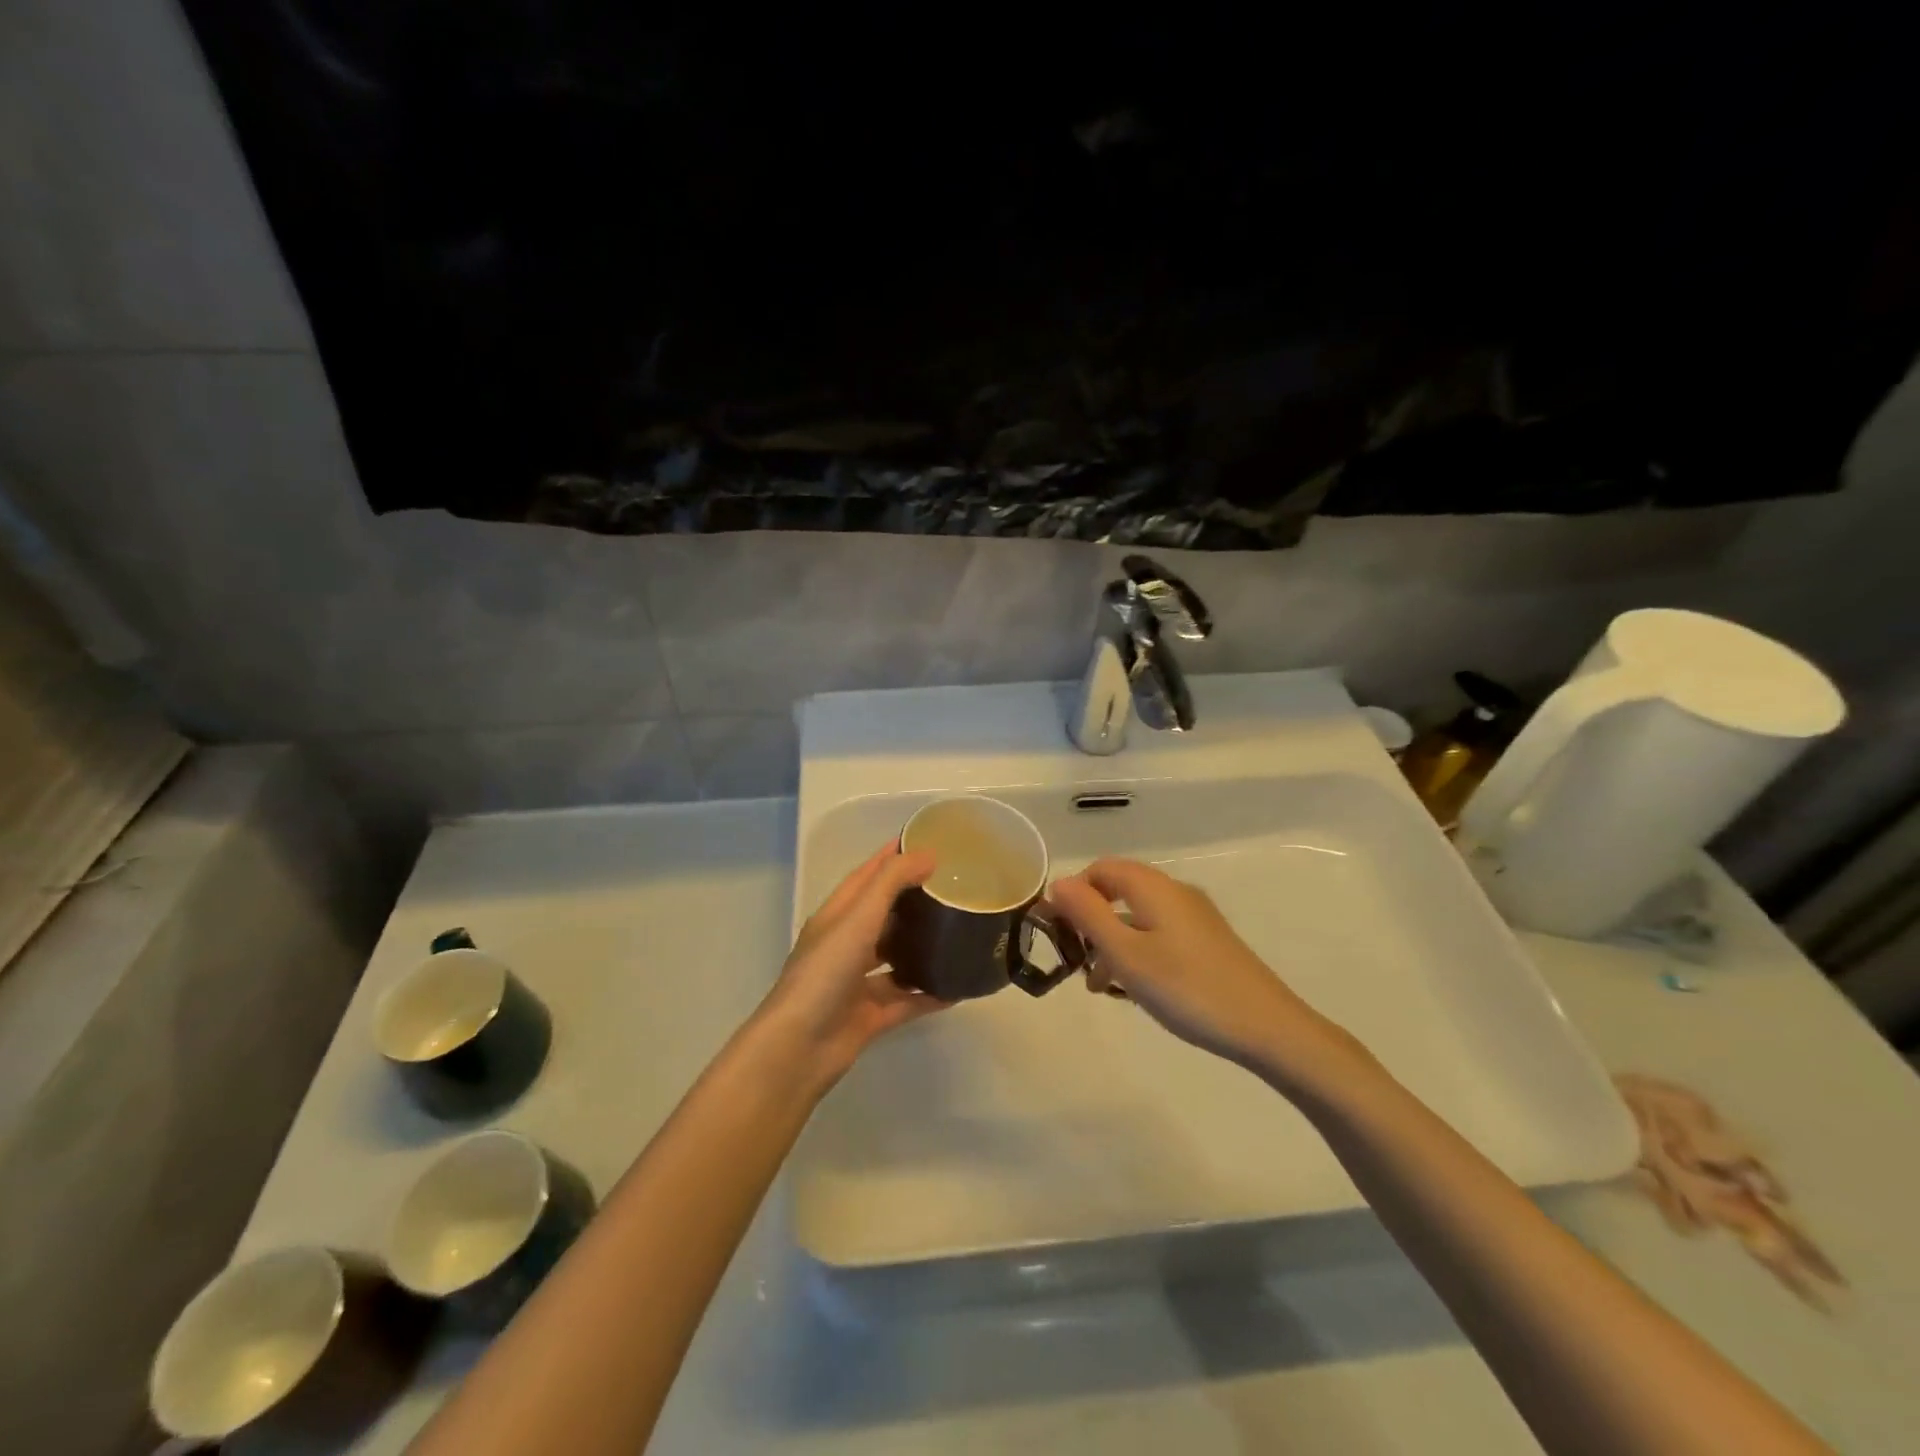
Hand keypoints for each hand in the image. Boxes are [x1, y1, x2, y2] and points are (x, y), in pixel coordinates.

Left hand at [754, 844, 948, 1088]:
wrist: (799, 1048)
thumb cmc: (824, 973)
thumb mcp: (858, 918)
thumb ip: (892, 882)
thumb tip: (929, 855)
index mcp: (837, 917)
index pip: (866, 876)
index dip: (891, 857)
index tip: (925, 841)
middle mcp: (846, 945)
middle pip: (883, 916)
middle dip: (913, 901)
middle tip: (954, 888)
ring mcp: (857, 983)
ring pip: (896, 959)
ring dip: (922, 948)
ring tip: (960, 933)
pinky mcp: (871, 1016)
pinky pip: (907, 1000)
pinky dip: (929, 994)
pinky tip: (958, 987)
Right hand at [1048, 858, 1356, 1083]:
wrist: (1266, 1027)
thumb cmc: (1186, 988)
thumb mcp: (1126, 954)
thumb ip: (1088, 915)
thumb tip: (1057, 884)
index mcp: (1153, 887)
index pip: (1100, 869)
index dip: (1073, 892)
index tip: (1055, 929)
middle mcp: (1174, 892)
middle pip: (1119, 890)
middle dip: (1090, 919)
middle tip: (1074, 958)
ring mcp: (1195, 917)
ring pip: (1138, 915)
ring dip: (1112, 940)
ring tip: (1098, 985)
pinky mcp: (1207, 941)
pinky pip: (1158, 933)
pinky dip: (1137, 951)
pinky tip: (1134, 988)